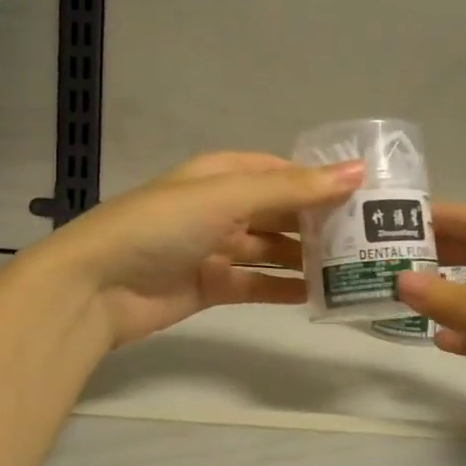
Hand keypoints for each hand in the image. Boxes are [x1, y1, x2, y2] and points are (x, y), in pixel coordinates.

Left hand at [34, 152, 364, 349]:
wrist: (96, 286)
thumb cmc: (162, 225)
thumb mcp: (229, 197)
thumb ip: (293, 188)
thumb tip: (358, 170)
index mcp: (221, 174)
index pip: (281, 171)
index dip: (319, 180)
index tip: (365, 194)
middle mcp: (220, 207)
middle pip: (279, 211)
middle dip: (318, 222)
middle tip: (370, 236)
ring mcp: (214, 248)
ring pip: (271, 249)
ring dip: (305, 257)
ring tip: (354, 267)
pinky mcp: (210, 286)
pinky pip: (256, 284)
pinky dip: (283, 288)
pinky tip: (318, 295)